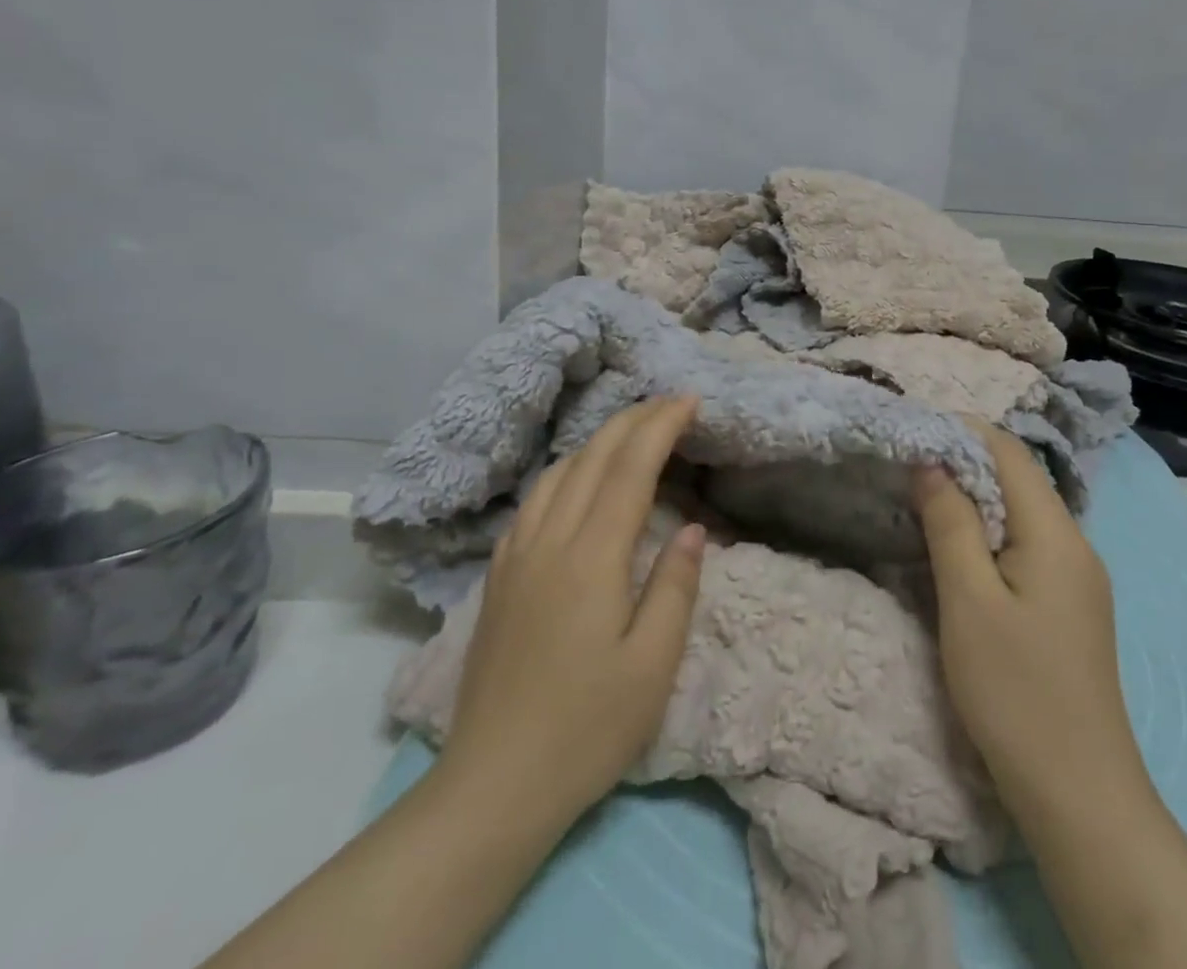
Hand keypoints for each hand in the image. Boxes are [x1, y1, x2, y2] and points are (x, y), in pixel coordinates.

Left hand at [435, 396, 706, 833]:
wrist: (492, 786)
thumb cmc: (586, 730)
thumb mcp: (652, 667)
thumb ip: (675, 587)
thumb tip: (693, 528)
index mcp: (592, 558)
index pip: (630, 468)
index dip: (661, 426)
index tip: (690, 400)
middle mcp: (549, 542)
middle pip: (592, 458)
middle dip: (634, 420)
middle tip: (670, 403)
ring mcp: (517, 557)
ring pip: (558, 473)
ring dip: (598, 440)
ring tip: (631, 432)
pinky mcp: (499, 577)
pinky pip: (533, 501)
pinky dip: (565, 471)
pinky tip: (576, 481)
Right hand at [913, 422, 1141, 817]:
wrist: (1080, 796)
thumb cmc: (1016, 693)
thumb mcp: (969, 601)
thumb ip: (950, 524)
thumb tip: (932, 463)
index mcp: (1056, 535)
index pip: (1010, 454)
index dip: (963, 431)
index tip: (914, 428)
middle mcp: (1075, 545)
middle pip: (1019, 479)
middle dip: (965, 460)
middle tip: (909, 461)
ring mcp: (1077, 578)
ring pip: (1021, 512)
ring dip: (974, 496)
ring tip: (923, 495)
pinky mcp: (1069, 606)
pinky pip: (1026, 544)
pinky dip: (988, 530)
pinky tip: (958, 545)